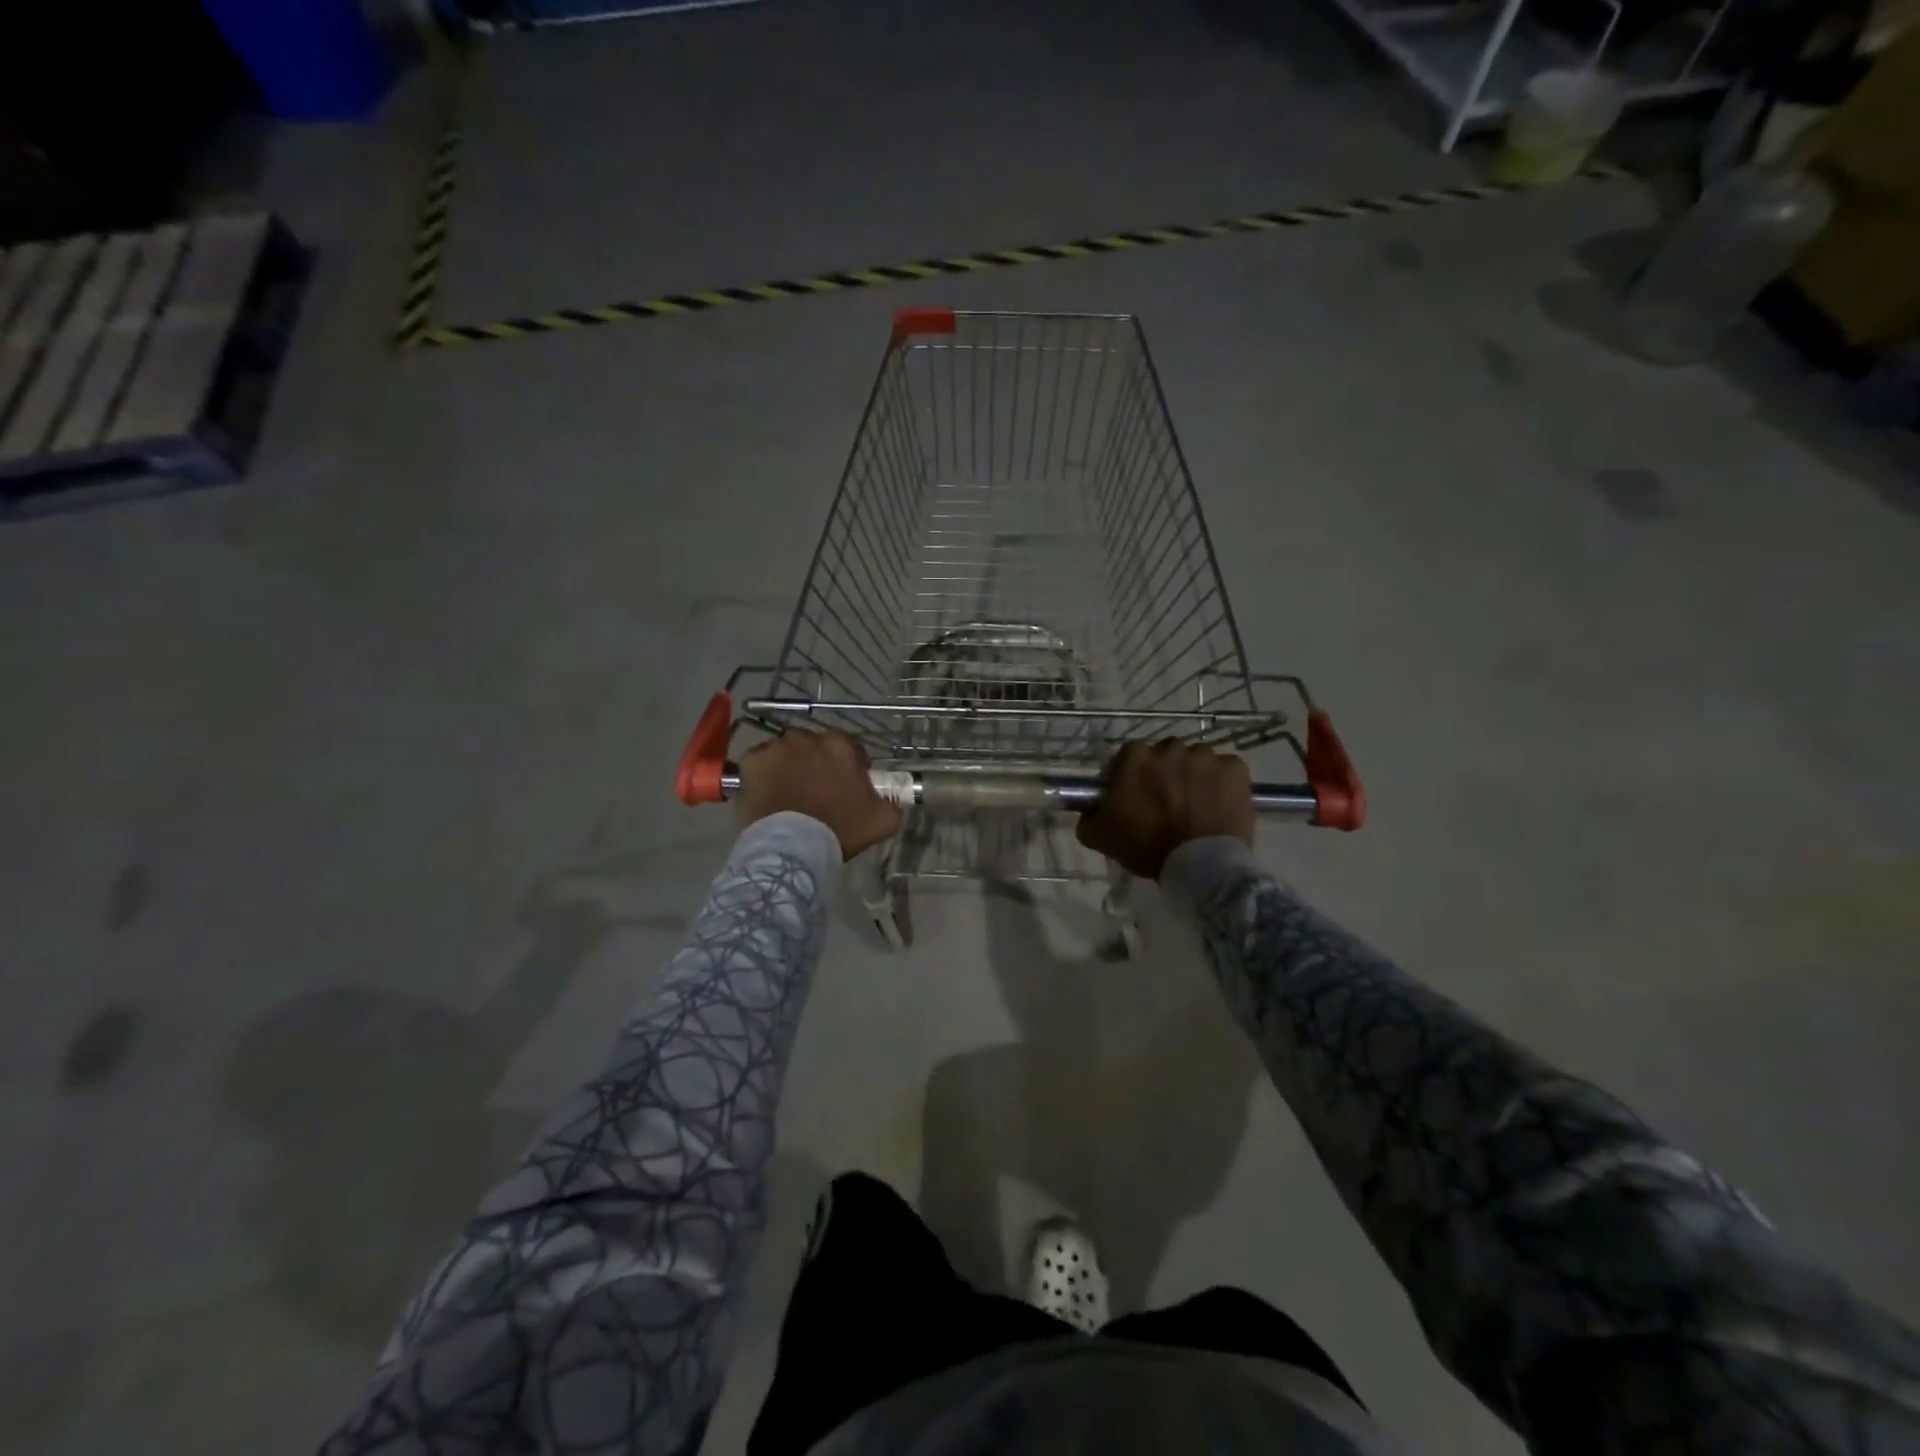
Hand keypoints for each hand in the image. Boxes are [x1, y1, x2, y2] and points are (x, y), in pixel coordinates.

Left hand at [735, 729, 902, 858]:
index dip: (850, 766)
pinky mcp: (751, 760)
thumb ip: (892, 802)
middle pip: (815, 747)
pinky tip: (768, 794)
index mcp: (841, 745)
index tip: (847, 787)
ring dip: (789, 765)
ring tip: (789, 793)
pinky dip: (764, 773)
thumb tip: (893, 798)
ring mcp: (776, 747)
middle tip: (817, 791)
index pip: (850, 747)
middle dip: (817, 763)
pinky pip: (760, 762)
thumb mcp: (883, 820)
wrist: (792, 847)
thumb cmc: (839, 830)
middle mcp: (808, 737)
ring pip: (786, 752)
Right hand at [1076, 740, 1254, 880]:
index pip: (1129, 758)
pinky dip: (1223, 784)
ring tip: (1196, 807)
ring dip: (1194, 778)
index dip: (1132, 777)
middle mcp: (1170, 747)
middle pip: (1165, 756)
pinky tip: (1219, 806)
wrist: (1200, 867)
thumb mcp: (1099, 836)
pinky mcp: (1236, 769)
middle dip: (1165, 774)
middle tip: (1167, 804)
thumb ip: (1088, 816)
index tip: (1135, 797)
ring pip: (1197, 762)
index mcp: (1135, 757)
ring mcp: (1206, 756)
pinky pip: (1226, 770)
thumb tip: (1089, 809)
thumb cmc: (1145, 847)